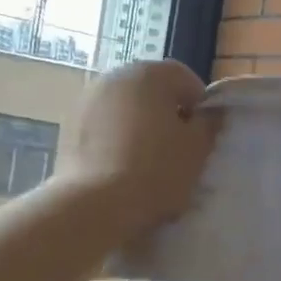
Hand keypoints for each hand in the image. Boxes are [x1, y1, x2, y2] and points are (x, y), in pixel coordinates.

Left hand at [66, 61, 218, 234]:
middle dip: (167, 113)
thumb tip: (211, 112)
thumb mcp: (197, 149)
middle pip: (152, 90)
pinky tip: (122, 167)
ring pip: (126, 107)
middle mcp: (114, 76)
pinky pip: (104, 125)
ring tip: (149, 161)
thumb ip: (209, 124)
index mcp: (149, 74)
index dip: (199, 106)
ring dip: (141, 125)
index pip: (185, 78)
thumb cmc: (156, 171)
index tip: (202, 135)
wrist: (95, 205)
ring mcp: (86, 99)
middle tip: (178, 149)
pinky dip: (117, 138)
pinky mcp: (68, 125)